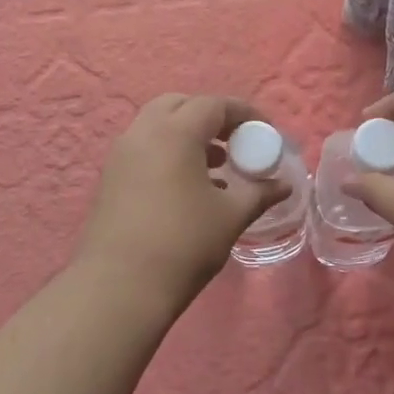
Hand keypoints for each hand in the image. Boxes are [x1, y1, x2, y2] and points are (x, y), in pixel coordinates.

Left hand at [75, 94, 289, 315]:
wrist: (118, 288)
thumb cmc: (183, 244)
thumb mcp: (230, 216)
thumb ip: (259, 193)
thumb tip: (283, 185)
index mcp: (174, 133)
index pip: (213, 105)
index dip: (244, 113)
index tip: (266, 131)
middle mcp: (143, 133)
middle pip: (179, 105)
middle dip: (210, 117)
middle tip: (236, 141)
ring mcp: (121, 155)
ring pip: (158, 126)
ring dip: (188, 135)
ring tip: (217, 167)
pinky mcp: (110, 178)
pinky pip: (144, 149)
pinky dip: (168, 153)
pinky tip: (189, 187)